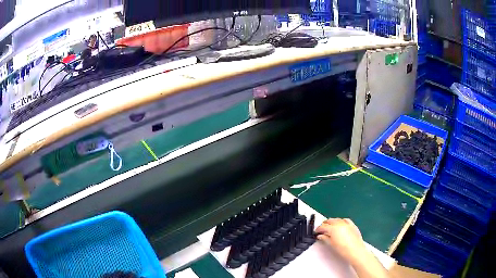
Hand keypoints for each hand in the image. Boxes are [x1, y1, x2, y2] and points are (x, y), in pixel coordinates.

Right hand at [315, 218, 368, 265]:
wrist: (356, 251)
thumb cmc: (342, 249)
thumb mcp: (331, 244)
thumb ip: (325, 238)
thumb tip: (320, 235)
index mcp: (333, 228)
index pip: (323, 226)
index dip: (318, 229)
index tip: (316, 232)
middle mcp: (340, 224)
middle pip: (330, 221)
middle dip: (325, 224)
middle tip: (321, 229)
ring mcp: (347, 223)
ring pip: (337, 219)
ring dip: (332, 222)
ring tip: (330, 227)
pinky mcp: (353, 225)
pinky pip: (345, 220)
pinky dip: (341, 221)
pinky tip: (340, 224)